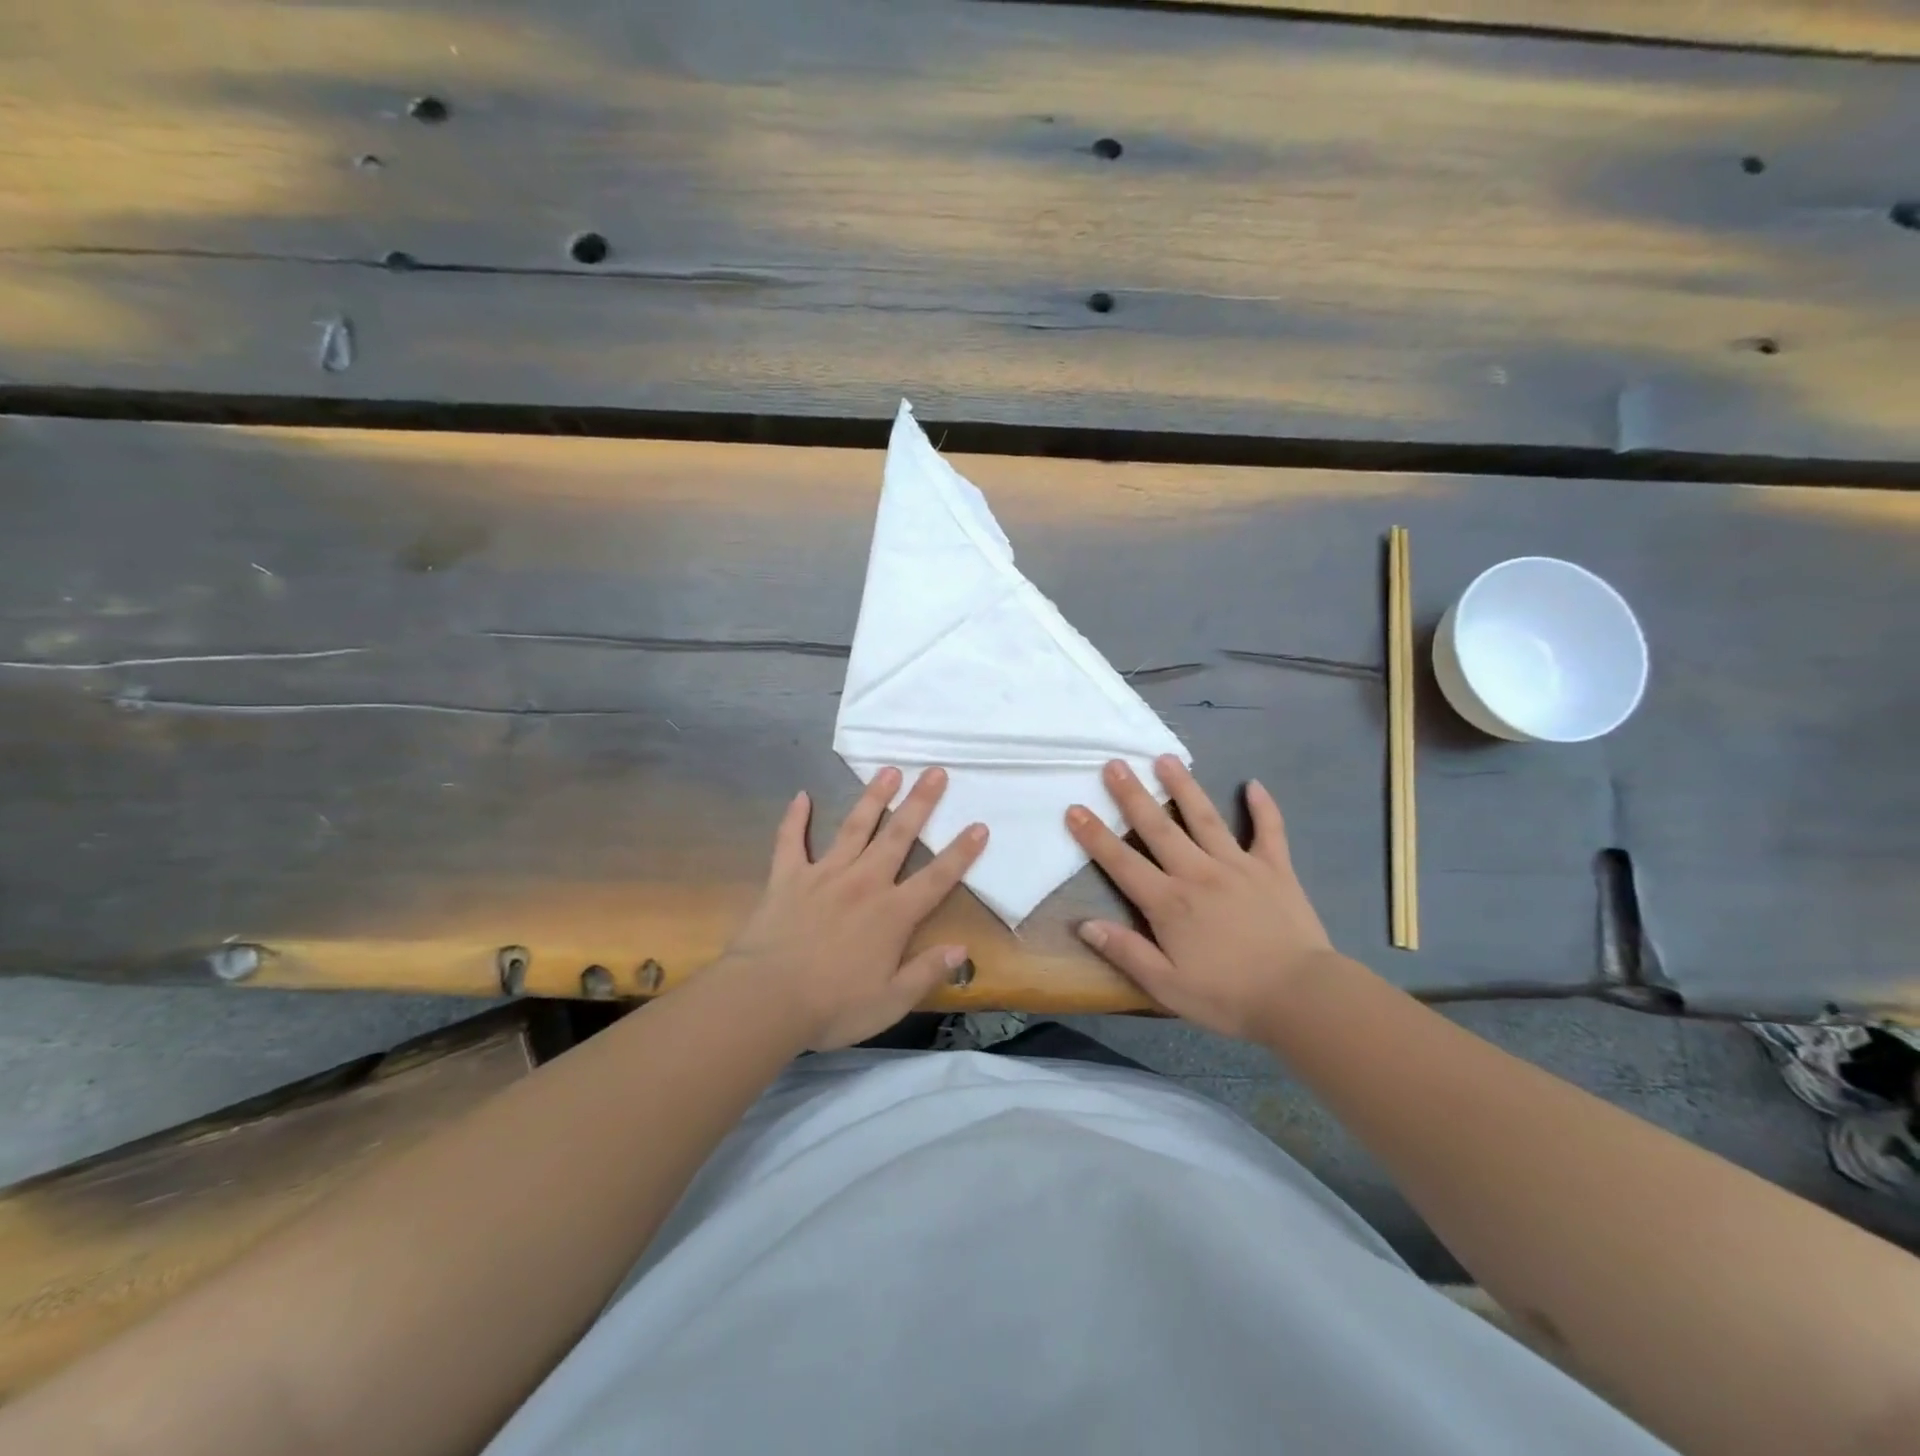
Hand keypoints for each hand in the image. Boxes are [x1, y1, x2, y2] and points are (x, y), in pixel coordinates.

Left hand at [718, 766, 987, 1049]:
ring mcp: (824, 875)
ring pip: (854, 828)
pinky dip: (795, 818)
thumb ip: (927, 972)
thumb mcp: (891, 1002)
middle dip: (920, 803)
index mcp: (892, 914)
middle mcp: (864, 883)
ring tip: (889, 771)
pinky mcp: (788, 877)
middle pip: (898, 836)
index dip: (961, 852)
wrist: (766, 999)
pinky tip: (801, 795)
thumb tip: (962, 949)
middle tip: (935, 772)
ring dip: (873, 797)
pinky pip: (791, 841)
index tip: (979, 825)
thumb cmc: (832, 1006)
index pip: (937, 878)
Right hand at [1066, 756, 1341, 1041]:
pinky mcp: (1275, 868)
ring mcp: (1238, 865)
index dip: (1094, 835)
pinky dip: (1263, 807)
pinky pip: (1269, 830)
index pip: (1122, 862)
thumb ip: (1125, 952)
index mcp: (1169, 902)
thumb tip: (1085, 924)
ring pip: (1204, 817)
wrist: (1301, 997)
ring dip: (1183, 786)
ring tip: (1165, 759)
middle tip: (1114, 764)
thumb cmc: (1228, 997)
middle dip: (1132, 795)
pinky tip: (1254, 784)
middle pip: (1158, 827)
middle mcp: (1198, 873)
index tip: (1074, 808)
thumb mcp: (1166, 986)